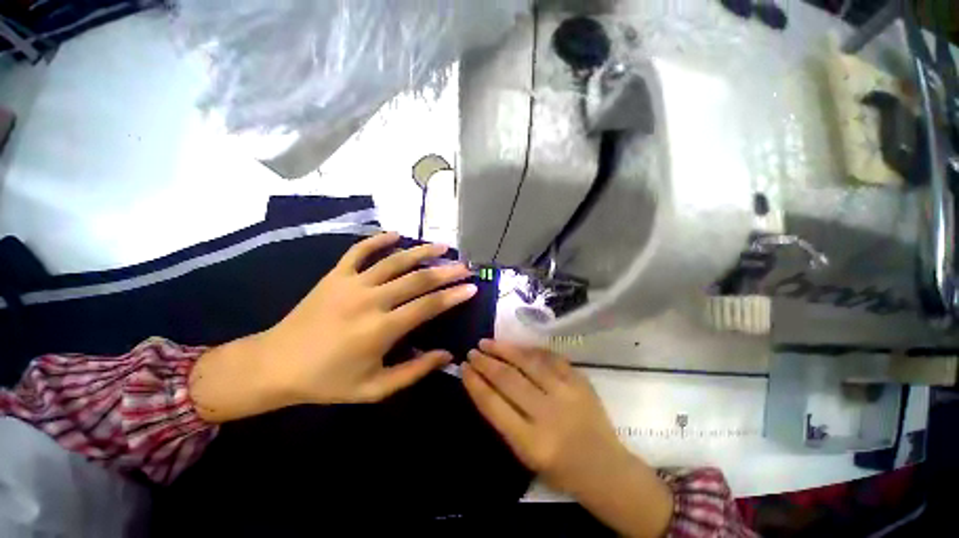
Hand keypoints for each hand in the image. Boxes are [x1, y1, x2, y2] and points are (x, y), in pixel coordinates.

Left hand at [189, 233, 476, 421]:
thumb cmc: (328, 381)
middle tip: (464, 265)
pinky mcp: (334, 275)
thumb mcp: (375, 388)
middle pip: (417, 279)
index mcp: (381, 329)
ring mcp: (351, 283)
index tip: (472, 287)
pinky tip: (396, 235)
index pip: (427, 306)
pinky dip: (378, 240)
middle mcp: (370, 300)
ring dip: (421, 251)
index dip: (453, 296)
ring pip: (394, 260)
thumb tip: (446, 355)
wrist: (275, 365)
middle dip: (445, 271)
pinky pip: (359, 250)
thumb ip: (414, 371)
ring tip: (442, 246)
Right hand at [462, 340, 673, 537]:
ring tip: (488, 342)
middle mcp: (548, 414)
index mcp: (531, 443)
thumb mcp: (524, 455)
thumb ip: (504, 419)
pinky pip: (550, 357)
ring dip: (504, 349)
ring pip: (528, 362)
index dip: (475, 383)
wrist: (605, 468)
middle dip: (486, 362)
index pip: (493, 405)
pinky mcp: (579, 381)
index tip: (464, 368)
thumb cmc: (560, 469)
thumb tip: (484, 385)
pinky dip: (529, 349)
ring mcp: (567, 393)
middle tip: (472, 352)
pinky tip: (516, 345)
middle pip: (508, 379)